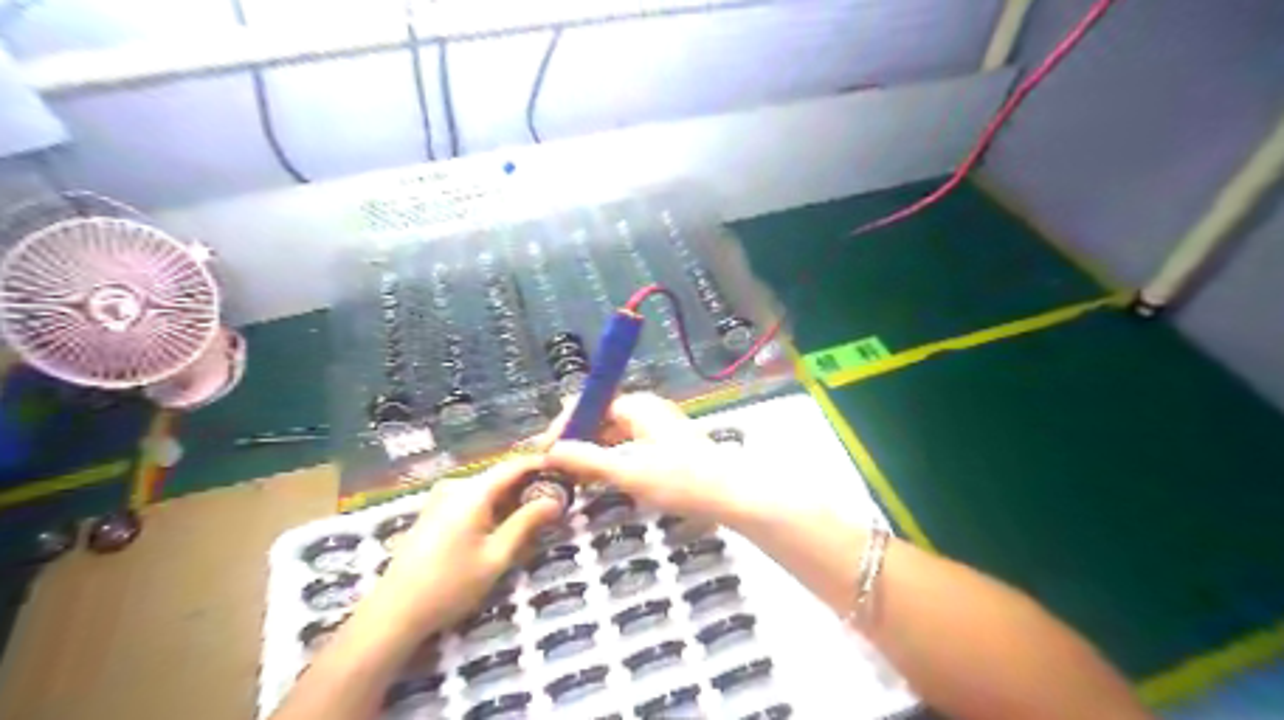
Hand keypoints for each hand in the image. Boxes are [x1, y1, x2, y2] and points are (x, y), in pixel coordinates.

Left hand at [361, 459, 561, 633]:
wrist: (393, 612)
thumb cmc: (450, 586)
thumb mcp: (496, 557)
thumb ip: (526, 523)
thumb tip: (556, 500)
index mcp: (472, 492)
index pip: (514, 465)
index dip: (542, 464)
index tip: (566, 471)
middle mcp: (456, 486)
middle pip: (501, 475)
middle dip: (529, 484)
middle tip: (557, 497)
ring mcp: (441, 497)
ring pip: (487, 488)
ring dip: (512, 497)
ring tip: (537, 513)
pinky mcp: (434, 512)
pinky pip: (472, 498)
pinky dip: (493, 505)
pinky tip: (505, 524)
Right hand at [534, 391, 765, 525]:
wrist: (732, 496)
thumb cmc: (681, 480)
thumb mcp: (628, 471)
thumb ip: (588, 460)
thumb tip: (551, 451)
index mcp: (638, 406)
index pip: (591, 403)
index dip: (566, 425)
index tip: (546, 450)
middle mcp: (648, 410)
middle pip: (602, 418)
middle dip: (578, 441)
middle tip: (557, 468)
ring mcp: (659, 428)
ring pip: (616, 436)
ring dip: (594, 454)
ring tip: (575, 478)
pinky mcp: (668, 447)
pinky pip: (630, 447)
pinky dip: (613, 461)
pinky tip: (604, 481)